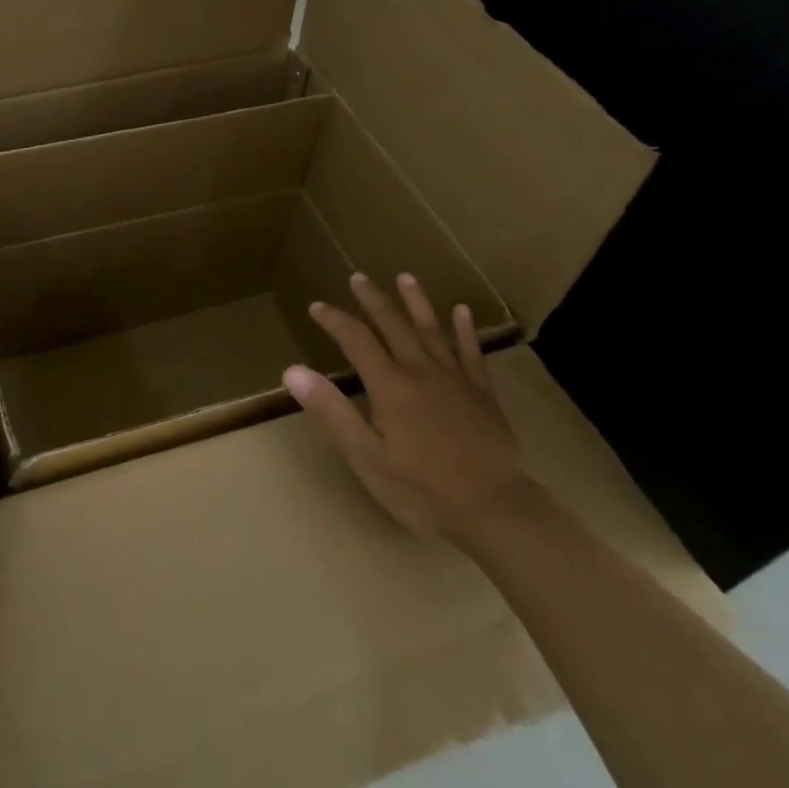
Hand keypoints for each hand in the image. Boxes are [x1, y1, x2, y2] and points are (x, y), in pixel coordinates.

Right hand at [284, 272, 531, 546]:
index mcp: (389, 384)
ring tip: (405, 277)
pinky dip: (464, 329)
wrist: (495, 509)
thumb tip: (293, 370)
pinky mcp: (482, 393)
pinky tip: (462, 311)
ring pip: (431, 329)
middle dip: (373, 299)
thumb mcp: (366, 456)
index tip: (317, 306)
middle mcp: (420, 370)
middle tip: (358, 277)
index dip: (334, 320)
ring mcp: (455, 378)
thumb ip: (331, 410)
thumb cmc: (422, 489)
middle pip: (393, 324)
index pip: (356, 339)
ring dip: (416, 301)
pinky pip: (471, 351)